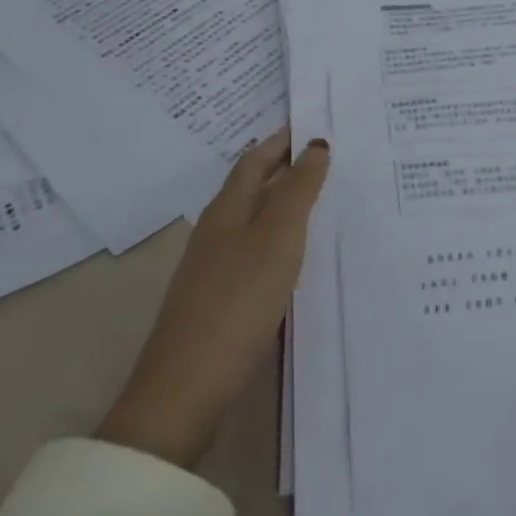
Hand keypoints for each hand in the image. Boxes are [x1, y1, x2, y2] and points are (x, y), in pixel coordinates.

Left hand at [97, 130, 328, 468]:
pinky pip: (255, 250)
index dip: (284, 139)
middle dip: (286, 167)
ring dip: (284, 202)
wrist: (186, 391)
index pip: (256, 158)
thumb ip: (298, 189)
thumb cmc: (237, 300)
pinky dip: (280, 238)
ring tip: (323, 199)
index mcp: (227, 208)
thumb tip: (316, 144)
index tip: (316, 125)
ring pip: (254, 218)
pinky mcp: (220, 299)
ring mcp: (214, 266)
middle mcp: (217, 229)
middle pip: (253, 185)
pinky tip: (299, 254)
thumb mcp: (277, 237)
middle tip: (329, 157)